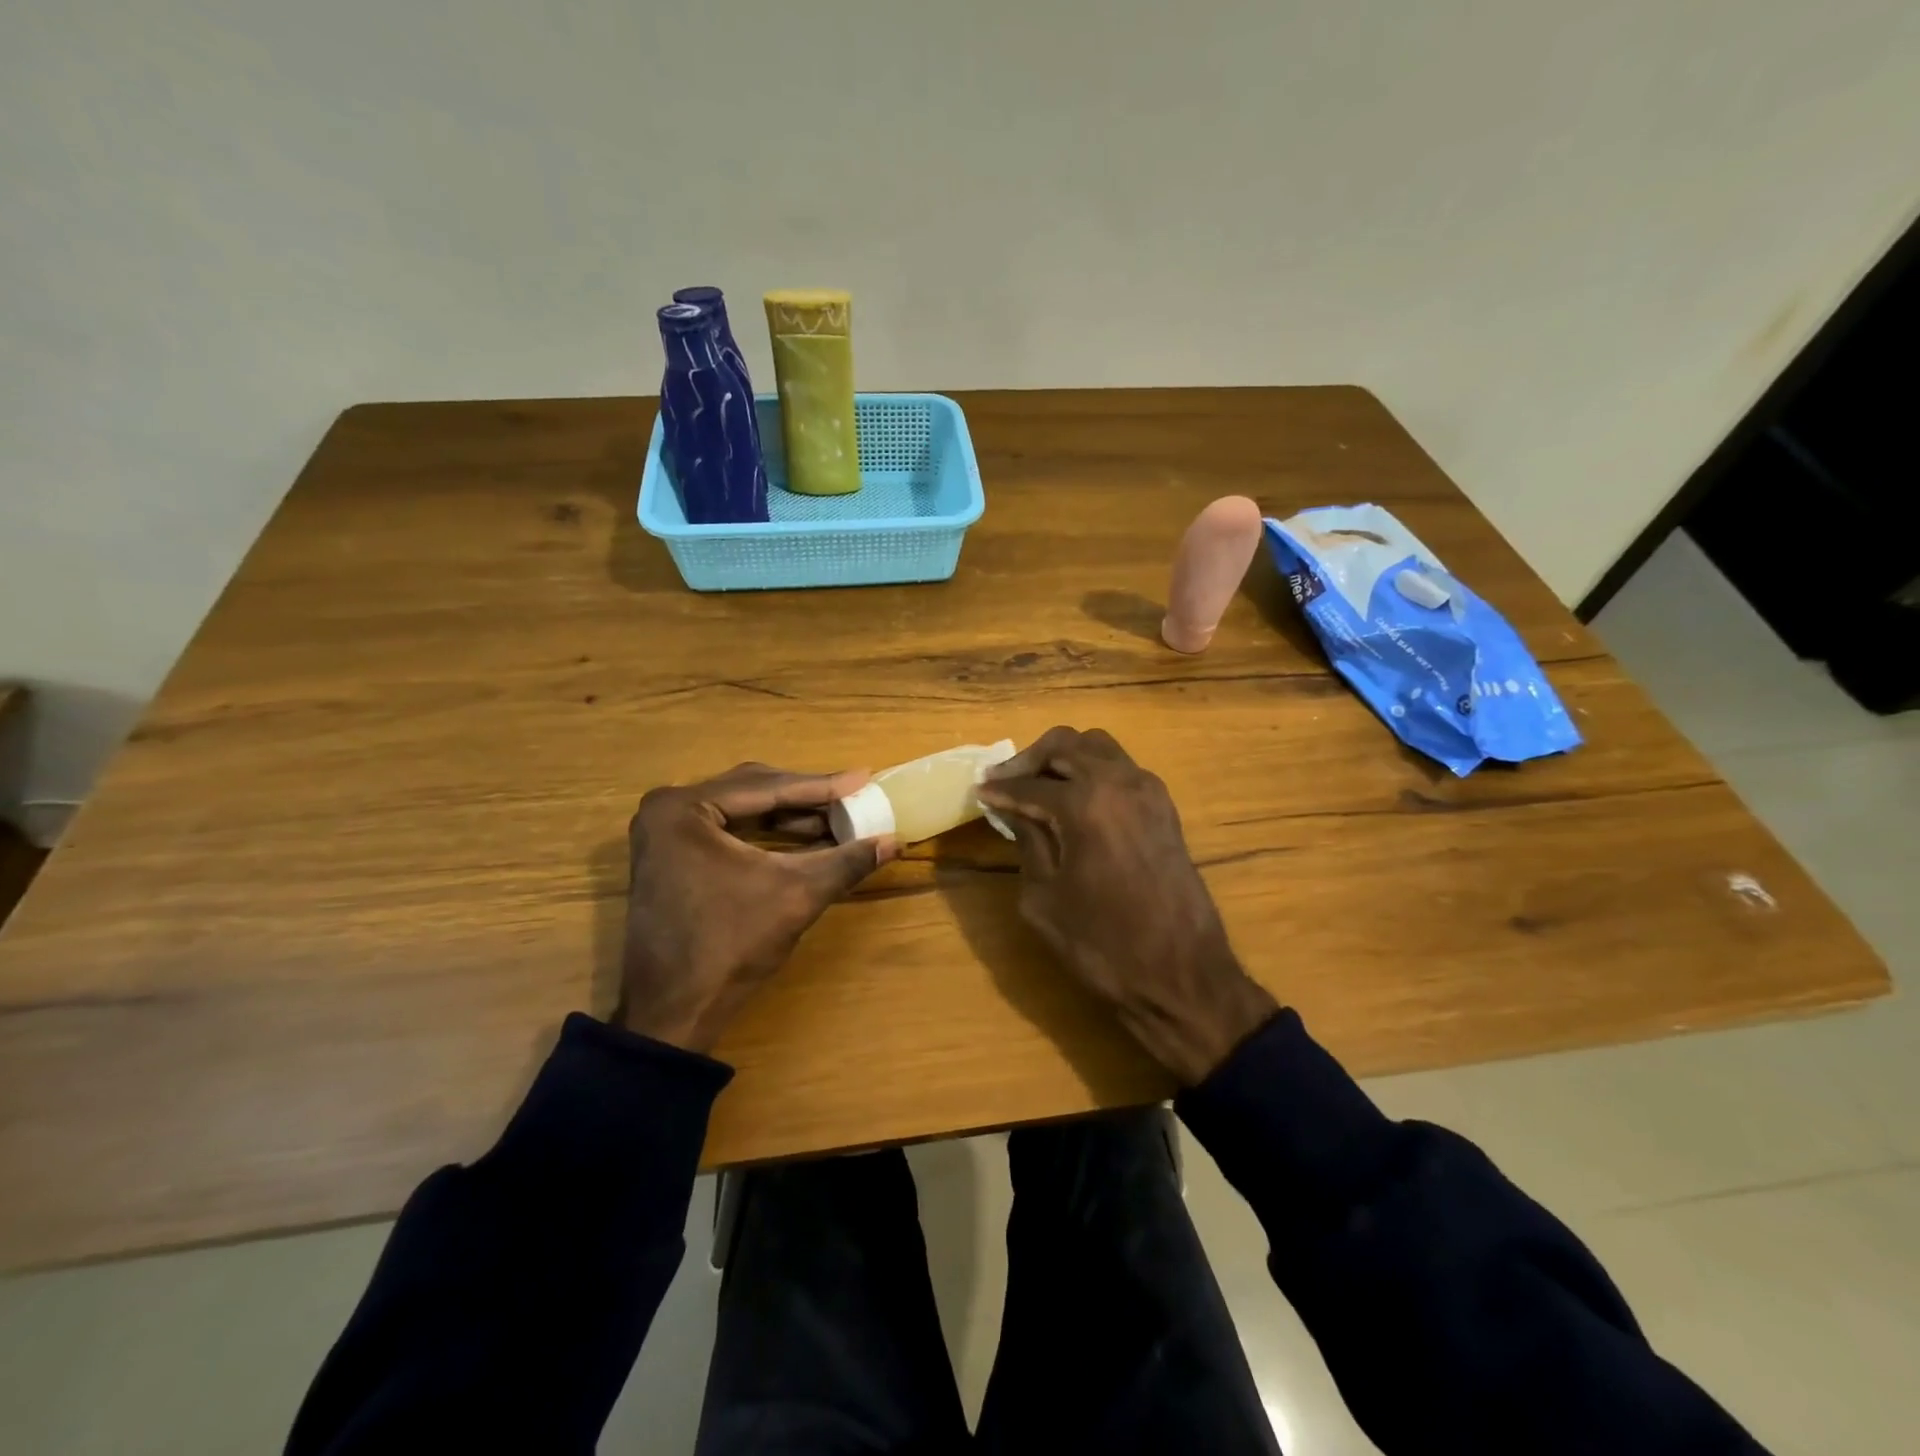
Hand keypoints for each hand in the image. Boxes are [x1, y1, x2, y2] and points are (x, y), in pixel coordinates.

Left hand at [617, 763, 894, 1052]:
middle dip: (806, 797)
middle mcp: (667, 808)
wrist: (673, 1011)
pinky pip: (728, 829)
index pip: (766, 788)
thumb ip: (846, 861)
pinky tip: (805, 838)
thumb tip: (895, 840)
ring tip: (837, 819)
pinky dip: (767, 832)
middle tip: (853, 796)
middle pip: (752, 790)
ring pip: (741, 809)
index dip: (821, 786)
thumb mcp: (796, 895)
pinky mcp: (671, 854)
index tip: (864, 778)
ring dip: (789, 816)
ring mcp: (664, 832)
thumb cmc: (730, 945)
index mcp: (683, 808)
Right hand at [976, 727, 1276, 1084]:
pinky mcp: (1164, 807)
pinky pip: (1121, 768)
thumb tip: (1014, 809)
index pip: (1030, 784)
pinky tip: (1073, 799)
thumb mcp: (1044, 898)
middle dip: (1029, 760)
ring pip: (1097, 747)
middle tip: (1003, 781)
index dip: (1000, 789)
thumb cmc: (1103, 945)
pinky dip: (1091, 770)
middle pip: (1066, 745)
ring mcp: (1148, 791)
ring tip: (1037, 784)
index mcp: (1086, 804)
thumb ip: (1027, 842)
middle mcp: (1120, 782)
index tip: (979, 791)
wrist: (1182, 974)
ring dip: (1063, 757)